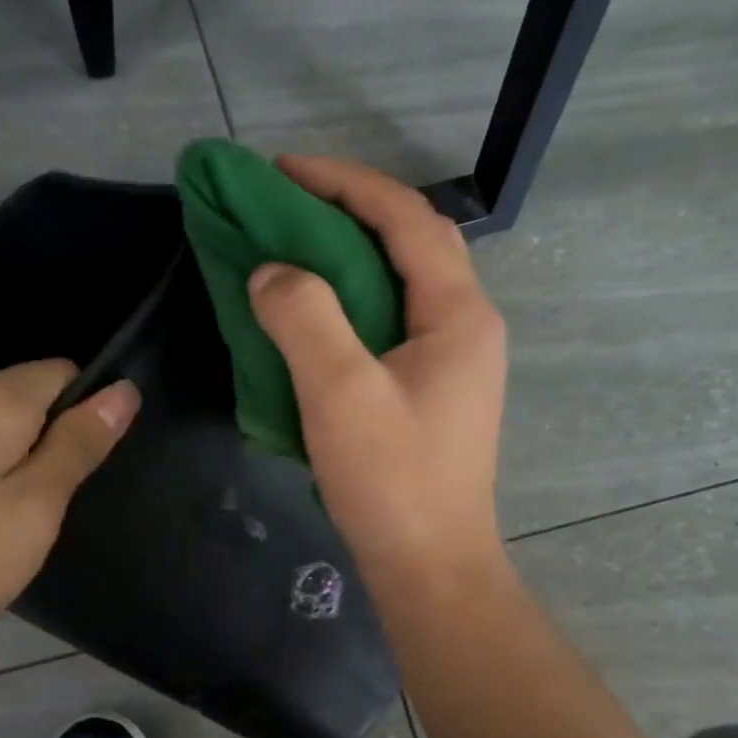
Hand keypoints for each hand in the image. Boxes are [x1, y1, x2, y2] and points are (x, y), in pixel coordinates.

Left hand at [0, 362, 139, 668]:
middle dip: (45, 439)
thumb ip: (79, 444)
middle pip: (24, 394)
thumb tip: (123, 390)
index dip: (84, 415)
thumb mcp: (36, 508)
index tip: (76, 472)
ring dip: (10, 455)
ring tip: (1, 518)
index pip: (63, 373)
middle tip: (40, 508)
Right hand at [249, 155, 508, 593]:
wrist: (430, 567)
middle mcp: (466, 327)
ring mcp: (452, 362)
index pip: (405, 218)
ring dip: (347, 258)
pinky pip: (389, 325)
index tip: (282, 170)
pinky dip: (349, 304)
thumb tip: (272, 271)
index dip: (344, 183)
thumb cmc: (392, 481)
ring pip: (399, 285)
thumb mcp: (341, 392)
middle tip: (285, 205)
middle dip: (348, 212)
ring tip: (291, 249)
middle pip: (409, 243)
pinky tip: (312, 316)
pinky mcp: (431, 393)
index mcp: (458, 314)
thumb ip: (304, 317)